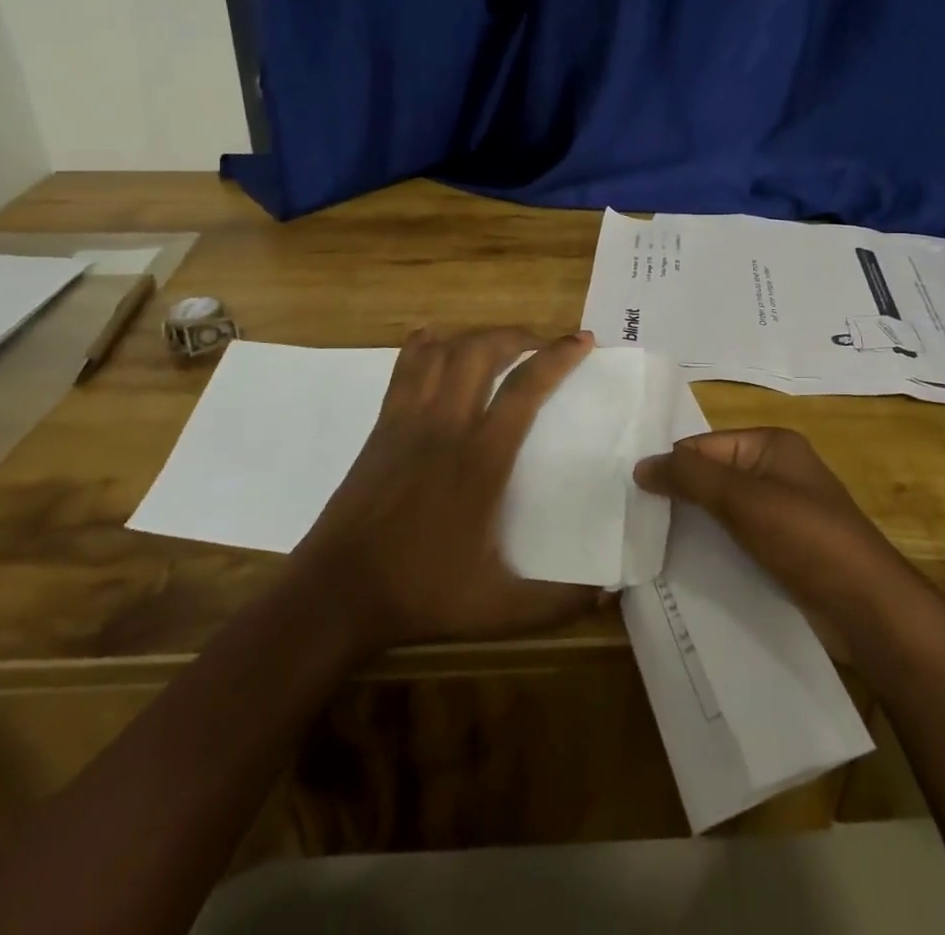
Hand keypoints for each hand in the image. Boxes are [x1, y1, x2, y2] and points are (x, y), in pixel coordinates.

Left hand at [292, 327, 601, 652]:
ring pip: (443, 352)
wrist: (337, 593)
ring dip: (476, 336)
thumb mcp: (498, 609)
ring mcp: (408, 421)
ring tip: (499, 344)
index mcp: (481, 460)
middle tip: (541, 344)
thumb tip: (607, 596)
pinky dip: (424, 346)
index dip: (557, 357)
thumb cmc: (420, 594)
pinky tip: (435, 341)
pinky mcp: (382, 426)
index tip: (582, 340)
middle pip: (481, 351)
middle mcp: (446, 426)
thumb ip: (556, 604)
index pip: (525, 389)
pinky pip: (404, 369)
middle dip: (517, 335)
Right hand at [633, 428, 913, 654]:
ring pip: (723, 513)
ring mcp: (783, 514)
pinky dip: (714, 550)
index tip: (632, 493)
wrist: (868, 608)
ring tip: (648, 545)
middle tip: (633, 519)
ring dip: (693, 527)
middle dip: (679, 497)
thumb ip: (689, 477)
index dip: (671, 466)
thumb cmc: (806, 537)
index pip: (705, 445)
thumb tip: (640, 465)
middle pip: (713, 477)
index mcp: (772, 445)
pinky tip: (684, 568)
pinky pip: (738, 541)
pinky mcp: (784, 552)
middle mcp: (777, 472)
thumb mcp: (743, 499)